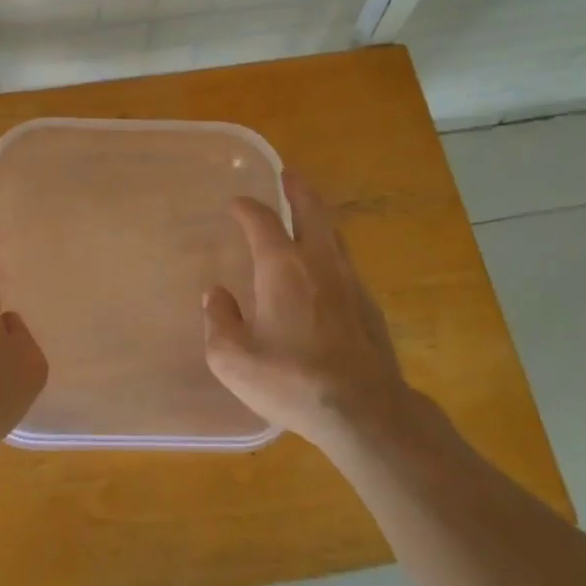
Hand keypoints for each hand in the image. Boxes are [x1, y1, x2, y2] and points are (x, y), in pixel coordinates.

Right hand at [202, 172, 436, 452]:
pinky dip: (331, 253)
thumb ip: (219, 321)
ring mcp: (350, 283)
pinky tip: (325, 272)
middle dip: (298, 190)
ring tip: (308, 216)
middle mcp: (319, 263)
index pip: (261, 221)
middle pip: (312, 211)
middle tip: (290, 175)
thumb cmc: (291, 380)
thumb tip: (216, 295)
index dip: (246, 208)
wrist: (364, 410)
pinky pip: (346, 265)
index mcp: (282, 266)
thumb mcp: (233, 359)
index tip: (236, 204)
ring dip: (318, 219)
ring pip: (334, 236)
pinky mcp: (370, 307)